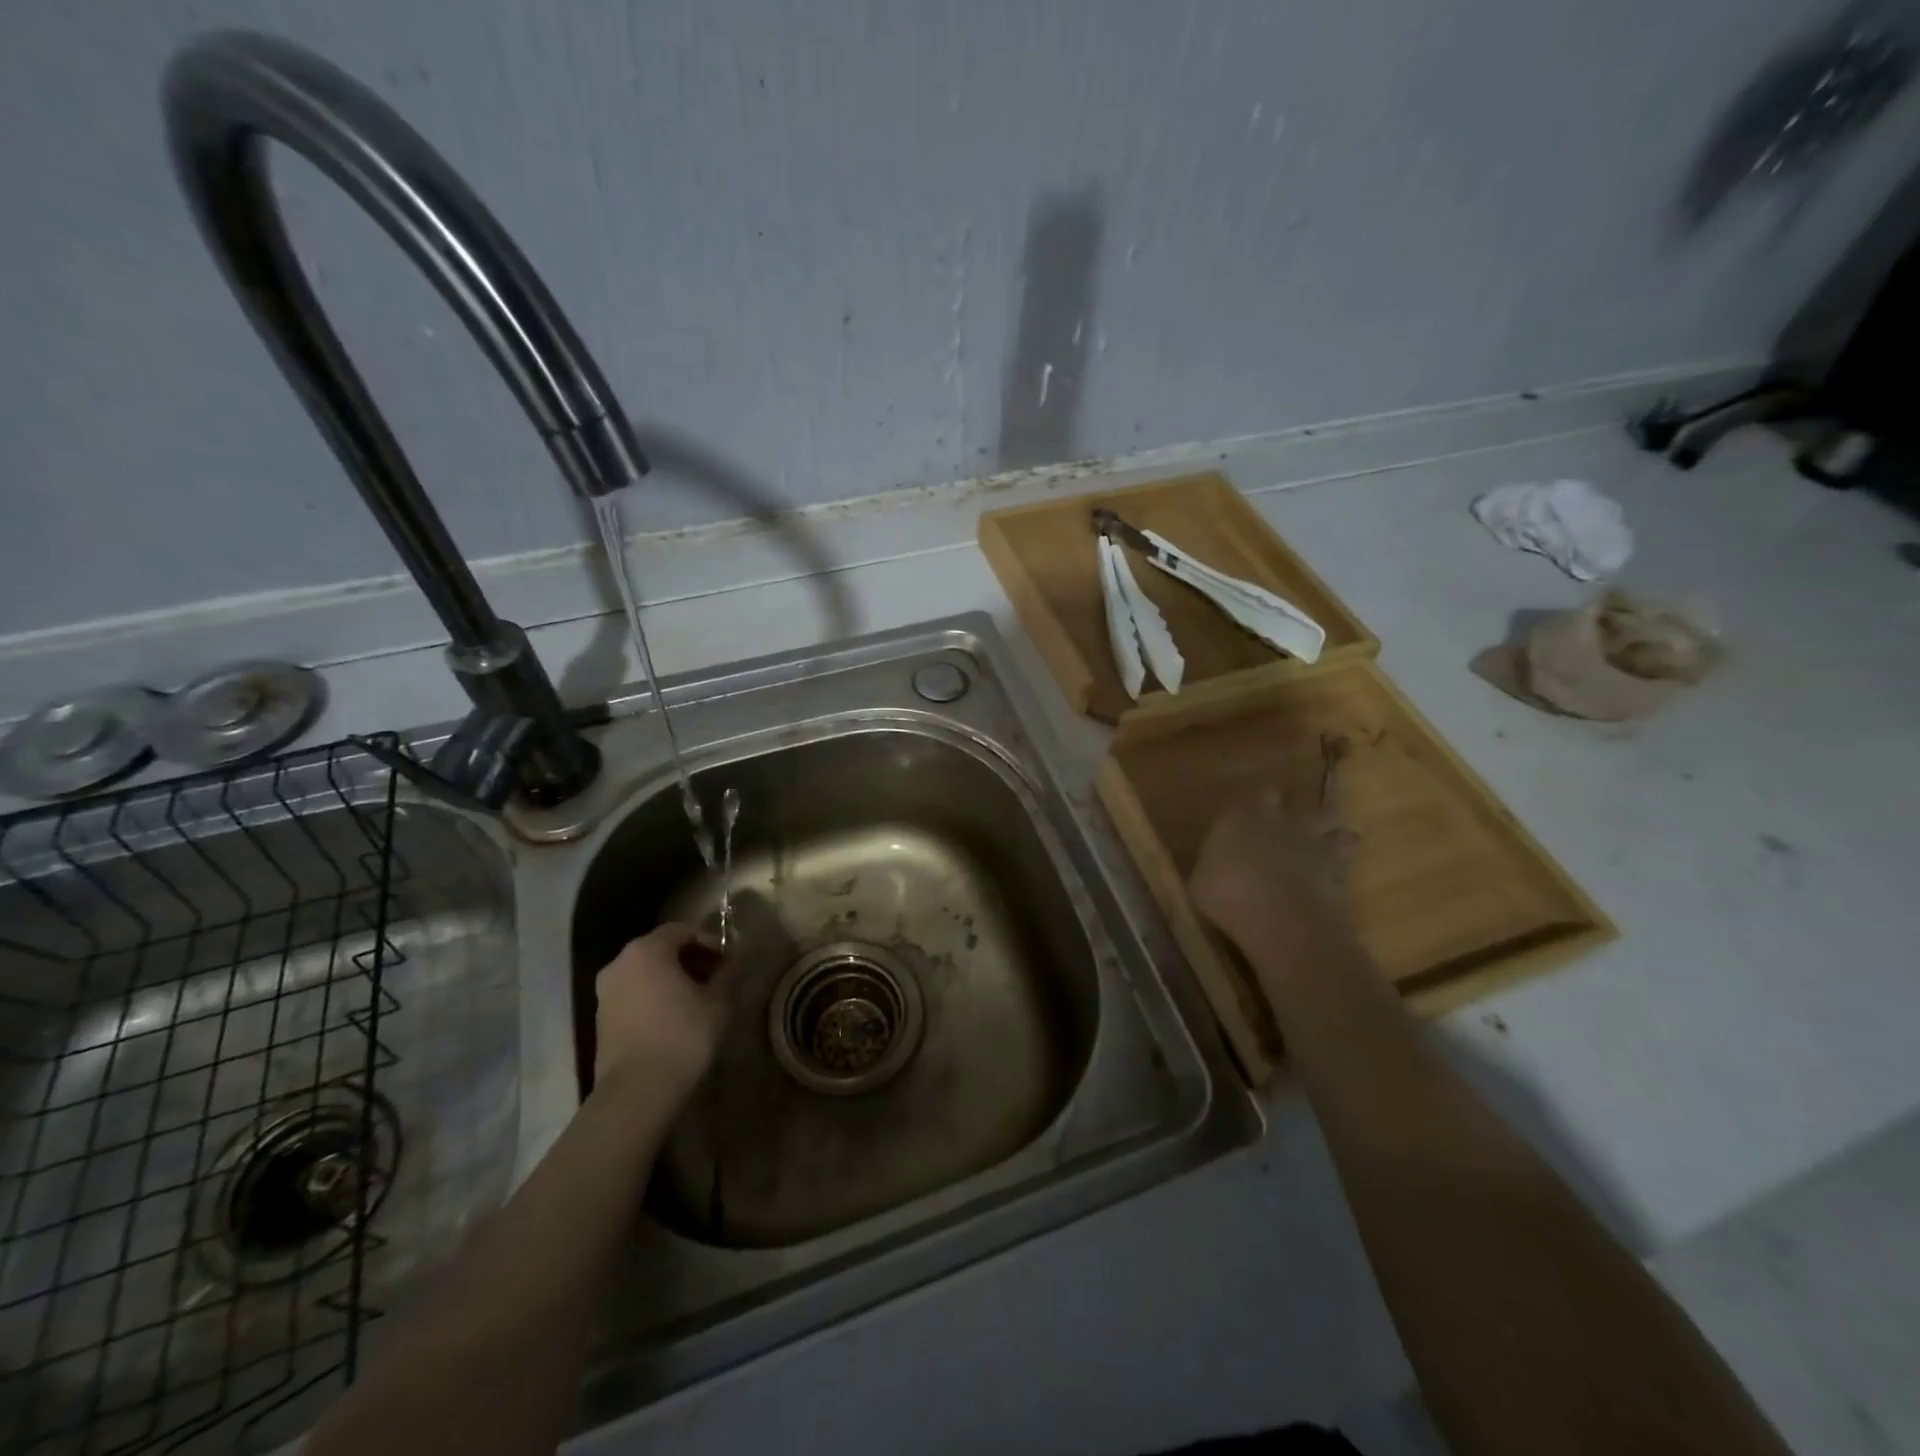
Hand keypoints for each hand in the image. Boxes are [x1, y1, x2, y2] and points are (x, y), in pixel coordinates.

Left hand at [592, 923, 735, 1106]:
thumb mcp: (719, 1001)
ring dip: (673, 979)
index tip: (729, 961)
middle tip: (718, 978)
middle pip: (662, 949)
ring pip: (646, 973)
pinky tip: (676, 1019)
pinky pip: (634, 995)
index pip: (683, 930)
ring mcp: (605, 993)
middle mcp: (620, 963)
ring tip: (699, 1000)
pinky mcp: (601, 1020)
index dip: (710, 941)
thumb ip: (730, 973)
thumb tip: (737, 960)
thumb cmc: (682, 1035)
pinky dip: (656, 997)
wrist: (636, 1092)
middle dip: (692, 960)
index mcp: (647, 950)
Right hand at [1188, 788, 1352, 956]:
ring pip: (1329, 818)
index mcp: (1240, 816)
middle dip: (1294, 808)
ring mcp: (1311, 840)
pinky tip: (1338, 873)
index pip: (1253, 796)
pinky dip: (1343, 860)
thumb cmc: (1226, 893)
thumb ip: (1213, 865)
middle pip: (1295, 800)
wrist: (1278, 915)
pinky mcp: (1336, 866)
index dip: (1257, 803)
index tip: (1256, 810)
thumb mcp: (1200, 881)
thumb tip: (1216, 865)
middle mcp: (1278, 820)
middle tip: (1292, 819)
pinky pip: (1345, 854)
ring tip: (1330, 837)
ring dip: (1328, 828)